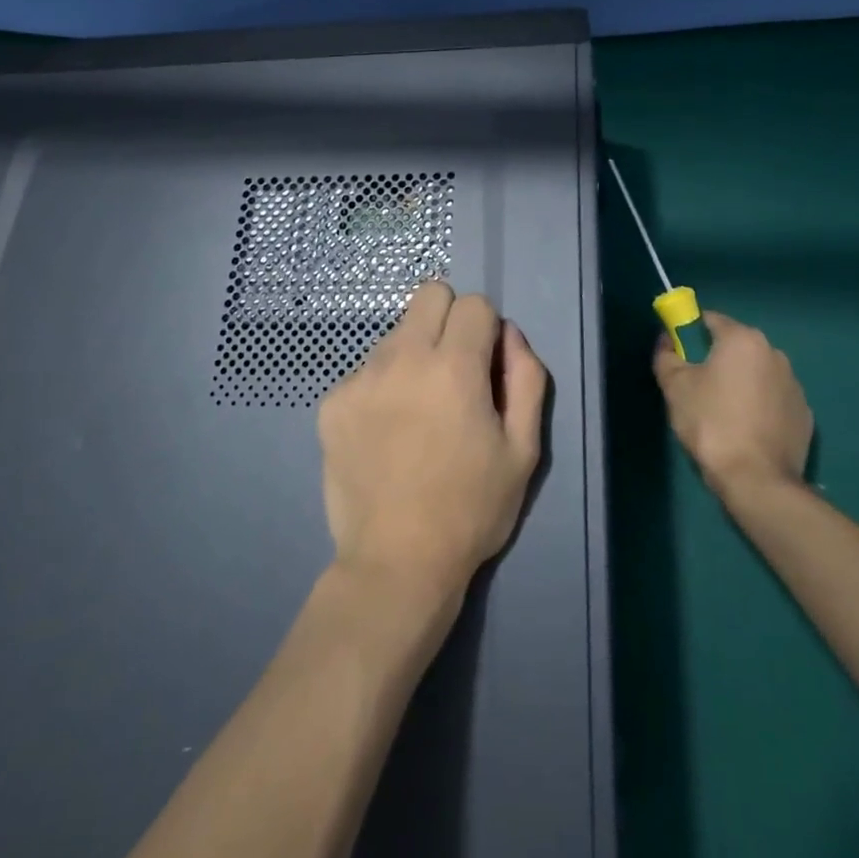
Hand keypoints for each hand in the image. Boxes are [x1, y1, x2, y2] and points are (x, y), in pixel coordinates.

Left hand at [318, 281, 547, 597]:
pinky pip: (366, 369)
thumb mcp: (523, 449)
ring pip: (396, 333)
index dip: (487, 330)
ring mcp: (360, 377)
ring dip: (414, 354)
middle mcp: (402, 357)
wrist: (396, 563)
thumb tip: (508, 334)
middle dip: (450, 319)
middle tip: (454, 371)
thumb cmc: (471, 509)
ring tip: (418, 412)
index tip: (486, 367)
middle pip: (429, 294)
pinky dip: (382, 386)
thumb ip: (526, 378)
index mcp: (454, 366)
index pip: (474, 303)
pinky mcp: (332, 402)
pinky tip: (387, 432)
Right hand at [653, 311, 811, 500]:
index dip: (689, 332)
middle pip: (736, 346)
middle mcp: (774, 353)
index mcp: (743, 340)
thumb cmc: (711, 423)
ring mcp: (794, 385)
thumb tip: (666, 340)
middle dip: (716, 358)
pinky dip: (759, 405)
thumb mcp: (675, 387)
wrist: (757, 480)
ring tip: (722, 412)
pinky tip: (746, 429)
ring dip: (740, 382)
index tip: (678, 354)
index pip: (711, 320)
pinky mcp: (805, 414)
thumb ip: (666, 356)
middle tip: (697, 385)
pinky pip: (773, 399)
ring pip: (757, 373)